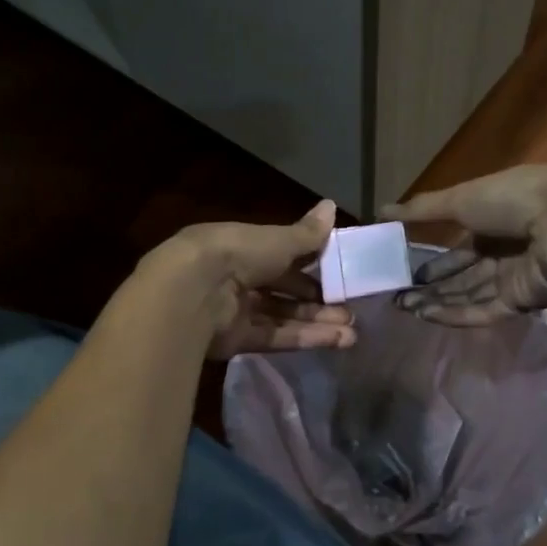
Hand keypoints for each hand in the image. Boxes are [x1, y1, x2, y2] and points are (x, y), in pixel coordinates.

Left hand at [149, 200, 357, 358]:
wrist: (194, 291)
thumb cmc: (238, 253)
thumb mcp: (278, 240)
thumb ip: (308, 233)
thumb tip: (332, 205)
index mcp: (244, 247)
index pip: (282, 255)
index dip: (311, 265)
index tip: (340, 273)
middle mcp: (238, 278)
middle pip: (284, 290)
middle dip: (318, 300)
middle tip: (350, 309)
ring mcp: (236, 311)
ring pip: (283, 316)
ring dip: (317, 322)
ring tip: (352, 331)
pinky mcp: (237, 339)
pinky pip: (276, 337)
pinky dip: (305, 338)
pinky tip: (337, 340)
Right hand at [381, 163, 546, 325]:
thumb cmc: (512, 199)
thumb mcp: (460, 198)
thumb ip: (421, 210)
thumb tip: (381, 211)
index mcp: (491, 222)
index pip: (456, 250)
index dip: (430, 264)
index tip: (403, 275)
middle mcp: (502, 251)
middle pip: (461, 277)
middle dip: (430, 288)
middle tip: (397, 299)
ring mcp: (513, 278)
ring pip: (469, 296)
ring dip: (437, 303)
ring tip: (405, 309)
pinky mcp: (523, 300)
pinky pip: (485, 310)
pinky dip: (457, 314)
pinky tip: (428, 317)